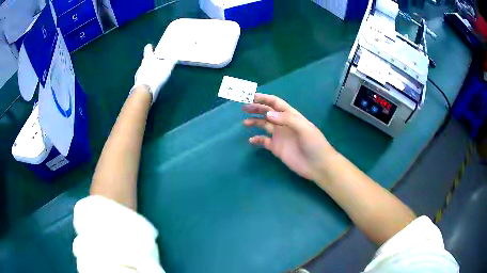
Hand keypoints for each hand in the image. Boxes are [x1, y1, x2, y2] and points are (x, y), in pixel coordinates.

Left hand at [132, 44, 176, 104]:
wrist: (145, 91)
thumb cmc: (156, 75)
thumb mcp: (167, 67)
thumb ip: (171, 61)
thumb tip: (175, 57)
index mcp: (148, 58)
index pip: (148, 49)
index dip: (150, 48)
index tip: (152, 48)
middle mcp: (141, 65)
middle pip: (146, 60)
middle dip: (151, 61)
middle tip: (159, 63)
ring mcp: (138, 74)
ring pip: (144, 70)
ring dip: (149, 71)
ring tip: (156, 75)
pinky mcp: (138, 84)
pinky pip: (143, 79)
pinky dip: (147, 79)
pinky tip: (153, 83)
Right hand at [243, 93, 335, 180]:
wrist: (318, 165)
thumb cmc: (314, 144)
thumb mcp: (304, 128)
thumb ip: (287, 119)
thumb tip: (268, 114)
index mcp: (291, 115)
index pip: (276, 103)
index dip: (264, 99)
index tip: (252, 97)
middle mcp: (284, 124)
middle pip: (268, 112)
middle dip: (257, 108)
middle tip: (244, 107)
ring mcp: (280, 136)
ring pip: (264, 125)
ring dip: (255, 122)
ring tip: (245, 122)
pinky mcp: (276, 148)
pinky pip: (264, 141)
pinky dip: (257, 140)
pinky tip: (251, 140)